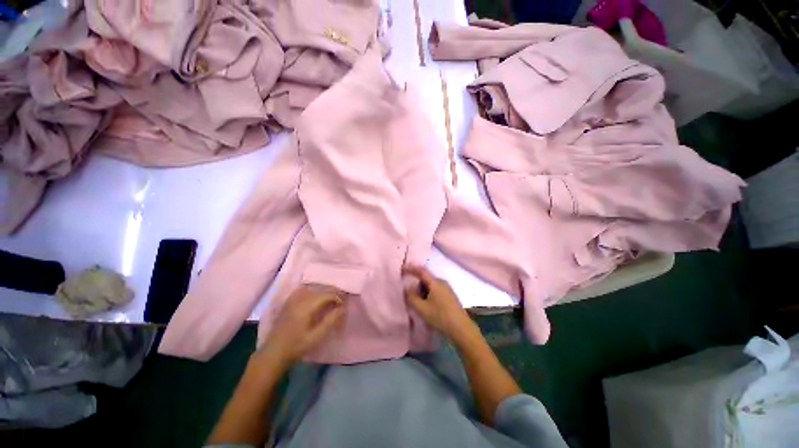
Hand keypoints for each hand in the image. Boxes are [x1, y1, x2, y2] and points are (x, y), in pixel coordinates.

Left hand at [258, 285, 344, 367]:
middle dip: (332, 294)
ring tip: (330, 300)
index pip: (326, 294)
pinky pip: (303, 290)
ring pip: (312, 288)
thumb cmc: (297, 346)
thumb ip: (330, 320)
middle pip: (320, 289)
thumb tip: (343, 308)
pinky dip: (312, 291)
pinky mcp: (288, 302)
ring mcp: (292, 299)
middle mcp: (299, 299)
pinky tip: (315, 298)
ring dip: (323, 292)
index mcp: (306, 306)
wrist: (274, 352)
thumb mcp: (316, 336)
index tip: (343, 305)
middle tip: (339, 302)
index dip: (337, 297)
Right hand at [403, 265, 474, 340]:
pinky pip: (435, 291)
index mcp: (435, 282)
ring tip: (420, 305)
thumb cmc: (440, 317)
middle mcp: (442, 282)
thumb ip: (411, 297)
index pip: (421, 271)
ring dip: (422, 292)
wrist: (462, 329)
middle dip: (416, 285)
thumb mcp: (422, 309)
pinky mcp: (450, 296)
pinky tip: (428, 307)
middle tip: (411, 296)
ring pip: (430, 286)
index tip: (402, 269)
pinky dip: (428, 295)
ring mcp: (447, 289)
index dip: (411, 268)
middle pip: (425, 279)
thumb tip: (407, 288)